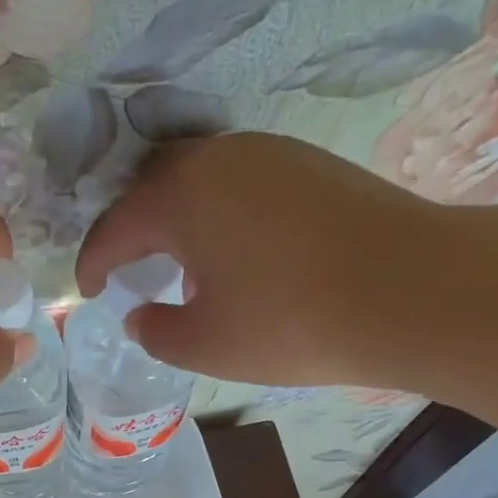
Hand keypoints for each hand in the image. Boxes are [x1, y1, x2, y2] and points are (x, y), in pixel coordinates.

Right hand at [76, 133, 445, 388]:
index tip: (88, 293)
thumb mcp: (206, 345)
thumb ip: (157, 332)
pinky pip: (241, 182)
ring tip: (184, 266)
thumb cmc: (289, 322)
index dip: (93, 263)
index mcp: (180, 198)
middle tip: (131, 273)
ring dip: (179, 221)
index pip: (115, 227)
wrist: (409, 290)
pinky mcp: (309, 162)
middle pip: (154, 191)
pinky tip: (237, 252)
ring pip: (200, 181)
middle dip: (133, 233)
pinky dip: (220, 213)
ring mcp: (269, 153)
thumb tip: (140, 316)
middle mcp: (218, 158)